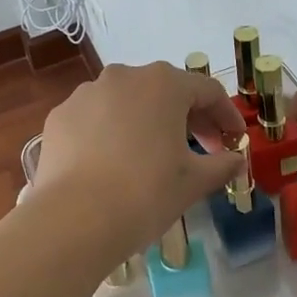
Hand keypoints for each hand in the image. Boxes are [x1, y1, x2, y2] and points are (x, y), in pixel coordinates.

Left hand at [30, 62, 245, 268]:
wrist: (73, 220)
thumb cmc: (145, 193)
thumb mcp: (193, 182)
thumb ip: (222, 165)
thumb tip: (236, 161)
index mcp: (163, 84)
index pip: (207, 91)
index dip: (226, 115)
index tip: (235, 139)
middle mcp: (124, 76)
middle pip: (166, 91)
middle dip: (190, 118)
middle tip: (204, 149)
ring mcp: (87, 93)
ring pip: (128, 101)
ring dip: (148, 121)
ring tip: (156, 156)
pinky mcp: (60, 116)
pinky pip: (96, 118)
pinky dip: (111, 132)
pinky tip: (114, 163)